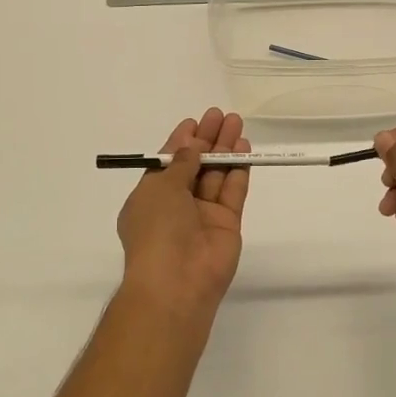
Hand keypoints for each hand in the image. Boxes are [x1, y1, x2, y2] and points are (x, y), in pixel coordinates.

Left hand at [116, 109, 250, 324]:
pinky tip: (244, 148)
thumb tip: (192, 147)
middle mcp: (176, 205)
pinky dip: (239, 169)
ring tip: (237, 123)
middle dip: (207, 140)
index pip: (168, 163)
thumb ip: (181, 164)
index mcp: (150, 198)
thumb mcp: (159, 188)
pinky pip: (233, 190)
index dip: (181, 141)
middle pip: (195, 165)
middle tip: (221, 115)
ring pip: (216, 175)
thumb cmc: (156, 229)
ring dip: (225, 149)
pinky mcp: (227, 223)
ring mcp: (203, 214)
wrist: (177, 281)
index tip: (195, 121)